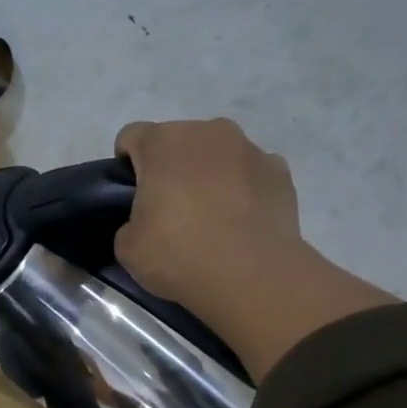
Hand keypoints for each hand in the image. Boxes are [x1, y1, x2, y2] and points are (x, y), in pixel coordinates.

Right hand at [115, 119, 395, 379]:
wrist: (251, 275)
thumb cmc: (178, 254)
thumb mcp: (127, 247)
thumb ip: (130, 221)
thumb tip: (146, 222)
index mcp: (162, 143)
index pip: (131, 136)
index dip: (126, 164)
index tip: (131, 195)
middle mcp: (207, 132)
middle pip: (178, 141)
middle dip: (171, 167)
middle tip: (169, 210)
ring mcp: (249, 148)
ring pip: (217, 154)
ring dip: (208, 174)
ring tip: (211, 217)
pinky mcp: (280, 170)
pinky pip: (250, 173)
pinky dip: (243, 189)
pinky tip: (241, 222)